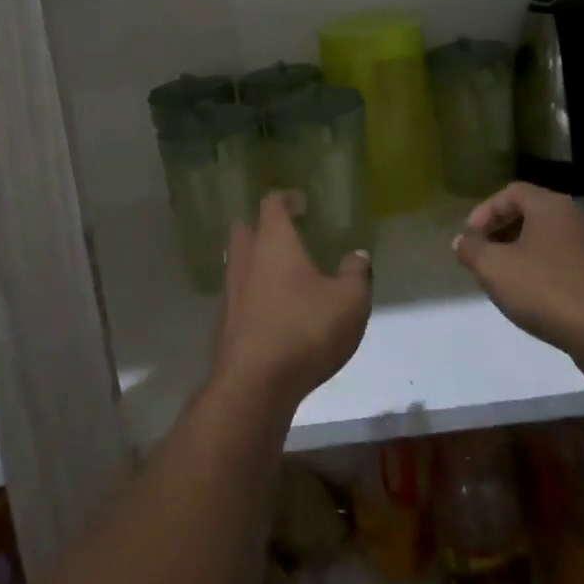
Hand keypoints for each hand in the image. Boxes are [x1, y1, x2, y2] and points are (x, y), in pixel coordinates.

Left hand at [209, 193, 372, 421]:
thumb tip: (358, 255)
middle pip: (244, 229)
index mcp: (273, 242)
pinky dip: (253, 296)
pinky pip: (238, 296)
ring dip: (255, 263)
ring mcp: (230, 292)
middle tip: (286, 235)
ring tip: (282, 274)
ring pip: (238, 264)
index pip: (272, 204)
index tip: (301, 203)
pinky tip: (272, 311)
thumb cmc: (304, 329)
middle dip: (261, 228)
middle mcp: (245, 259)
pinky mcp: (225, 324)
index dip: (286, 199)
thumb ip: (356, 273)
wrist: (254, 384)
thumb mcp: (349, 300)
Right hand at [453, 182, 583, 360]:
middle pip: (530, 214)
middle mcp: (574, 219)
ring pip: (545, 240)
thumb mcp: (494, 268)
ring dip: (519, 253)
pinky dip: (539, 271)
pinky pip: (560, 262)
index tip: (470, 237)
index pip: (511, 192)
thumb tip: (463, 241)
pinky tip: (529, 297)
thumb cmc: (546, 290)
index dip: (485, 211)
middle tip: (482, 256)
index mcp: (550, 206)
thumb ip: (472, 250)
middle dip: (500, 232)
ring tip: (501, 279)